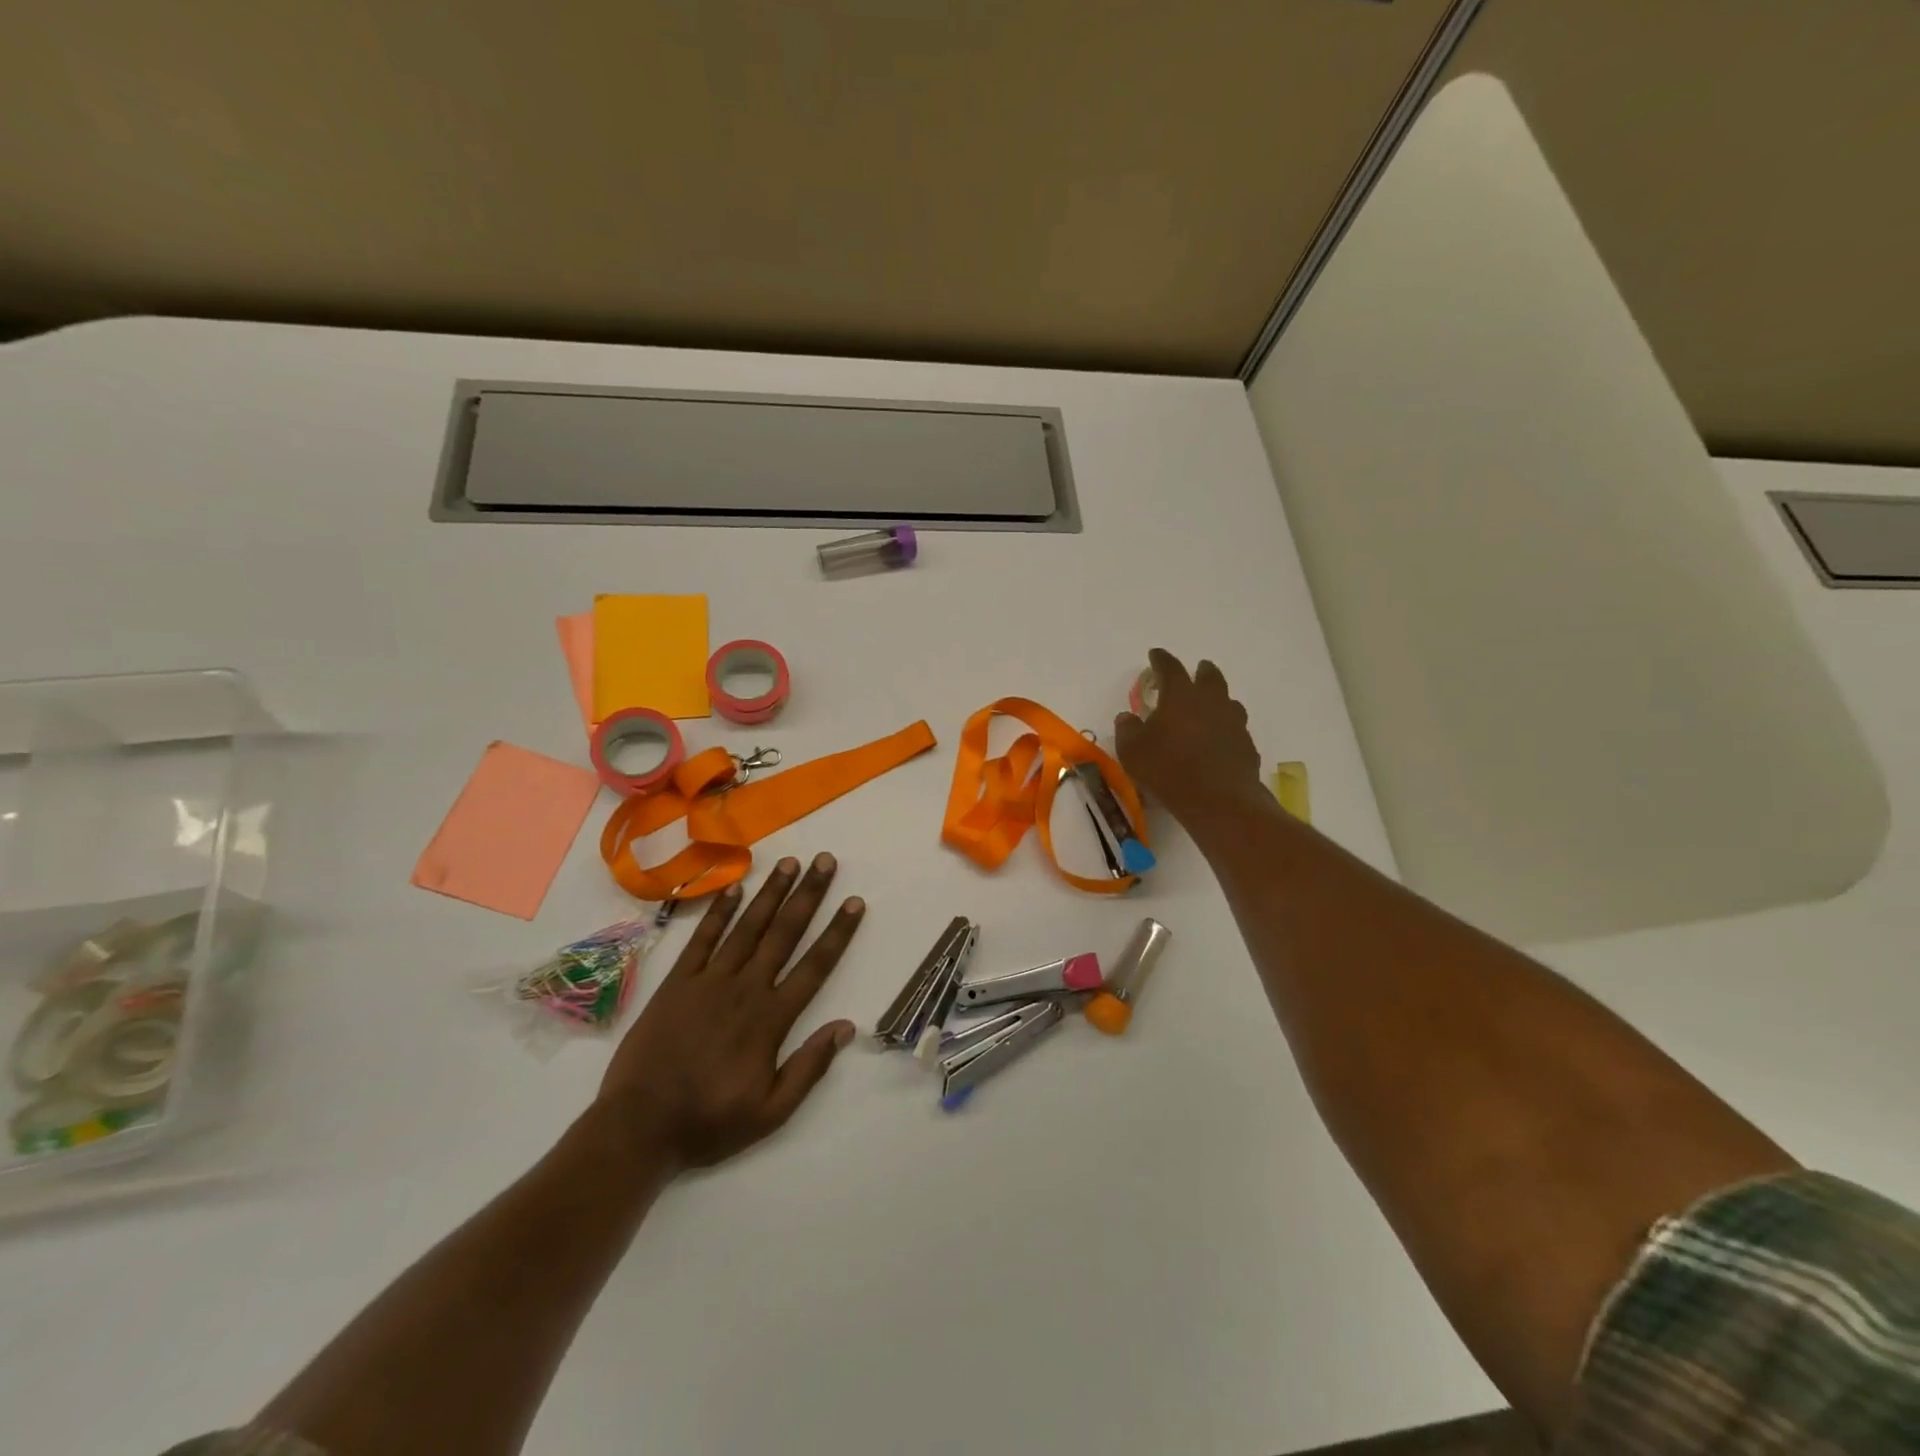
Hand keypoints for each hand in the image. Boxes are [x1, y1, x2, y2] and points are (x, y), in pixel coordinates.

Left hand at [598, 853, 862, 1171]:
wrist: (638, 1128)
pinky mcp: (677, 983)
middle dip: (808, 895)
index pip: (814, 966)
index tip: (854, 902)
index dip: (837, 932)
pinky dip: (719, 912)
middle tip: (825, 861)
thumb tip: (846, 1027)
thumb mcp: (770, 1112)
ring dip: (770, 893)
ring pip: (747, 927)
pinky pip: (702, 939)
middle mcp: (745, 989)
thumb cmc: (709, 1122)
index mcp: (770, 1020)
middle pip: (784, 933)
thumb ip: (809, 1068)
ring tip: (789, 862)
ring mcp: (708, 982)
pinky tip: (734, 888)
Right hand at [1115, 648, 1262, 824]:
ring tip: (1209, 707)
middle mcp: (1211, 701)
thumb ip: (1127, 729)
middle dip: (1200, 671)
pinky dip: (1225, 729)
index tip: (1155, 655)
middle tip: (1196, 670)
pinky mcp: (1246, 745)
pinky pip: (1235, 729)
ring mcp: (1233, 722)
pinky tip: (1218, 741)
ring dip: (1218, 699)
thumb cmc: (1167, 769)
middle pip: (1209, 676)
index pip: (1170, 667)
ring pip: (1228, 701)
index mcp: (1180, 695)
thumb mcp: (1132, 751)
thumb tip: (1127, 716)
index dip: (1160, 659)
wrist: (1217, 800)